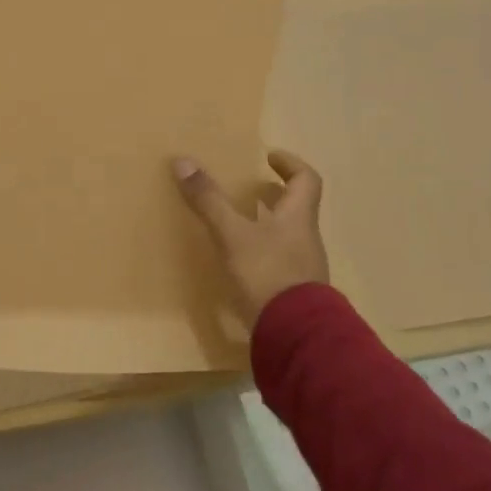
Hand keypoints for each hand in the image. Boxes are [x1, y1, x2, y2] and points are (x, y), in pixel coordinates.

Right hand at [172, 150, 329, 323]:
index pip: (307, 180)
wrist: (294, 333)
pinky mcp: (292, 290)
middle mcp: (305, 238)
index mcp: (298, 217)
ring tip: (238, 221)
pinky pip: (278, 260)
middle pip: (297, 207)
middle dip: (274, 195)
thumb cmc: (267, 273)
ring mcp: (302, 266)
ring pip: (287, 234)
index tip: (270, 157)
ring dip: (267, 223)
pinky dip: (262, 251)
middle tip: (249, 187)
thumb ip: (209, 201)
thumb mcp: (233, 234)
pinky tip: (241, 260)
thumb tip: (183, 161)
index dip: (291, 164)